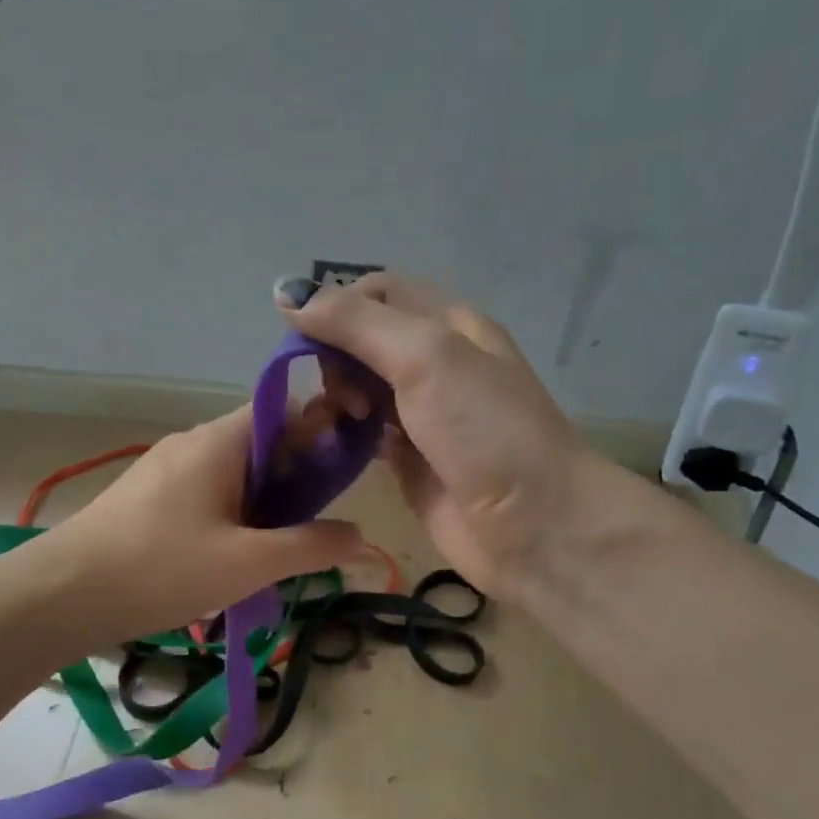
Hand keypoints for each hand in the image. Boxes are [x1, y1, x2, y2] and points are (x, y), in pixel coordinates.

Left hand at [33, 406, 363, 644]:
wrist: (63, 593)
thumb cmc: (162, 568)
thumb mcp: (248, 562)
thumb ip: (310, 546)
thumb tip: (359, 535)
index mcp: (220, 440)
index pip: (287, 411)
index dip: (323, 436)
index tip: (344, 479)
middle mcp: (192, 442)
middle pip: (261, 444)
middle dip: (295, 482)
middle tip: (311, 530)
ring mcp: (164, 468)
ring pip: (233, 474)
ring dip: (263, 506)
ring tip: (274, 553)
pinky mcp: (146, 497)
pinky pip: (205, 493)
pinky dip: (230, 516)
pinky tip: (229, 560)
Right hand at [278, 273, 597, 599]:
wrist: (533, 524)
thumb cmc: (484, 430)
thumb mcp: (424, 356)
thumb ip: (355, 323)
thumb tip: (285, 295)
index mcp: (448, 324)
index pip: (377, 294)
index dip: (336, 308)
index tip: (306, 341)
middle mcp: (435, 363)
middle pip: (363, 341)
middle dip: (334, 357)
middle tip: (339, 394)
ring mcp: (422, 414)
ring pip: (359, 387)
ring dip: (335, 396)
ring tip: (334, 421)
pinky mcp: (409, 460)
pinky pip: (364, 434)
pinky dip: (343, 433)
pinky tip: (333, 444)